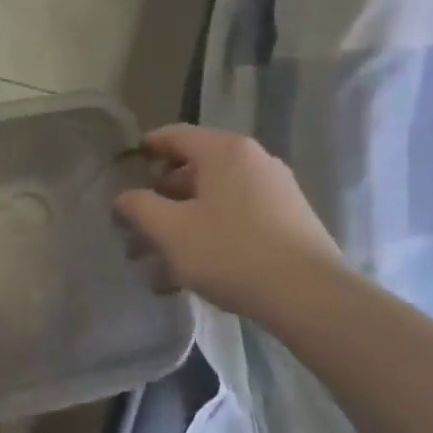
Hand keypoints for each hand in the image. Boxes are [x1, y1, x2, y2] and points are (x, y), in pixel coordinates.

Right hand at [114, 125, 342, 319]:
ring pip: (214, 196)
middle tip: (137, 222)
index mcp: (224, 151)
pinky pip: (237, 214)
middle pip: (194, 168)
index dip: (144, 149)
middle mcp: (253, 160)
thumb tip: (125, 197)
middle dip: (161, 195)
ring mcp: (276, 189)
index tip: (123, 170)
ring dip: (183, 218)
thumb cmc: (230, 252)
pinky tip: (194, 265)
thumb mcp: (169, 230)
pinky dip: (210, 229)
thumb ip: (138, 206)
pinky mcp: (289, 219)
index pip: (173, 135)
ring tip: (160, 253)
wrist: (309, 296)